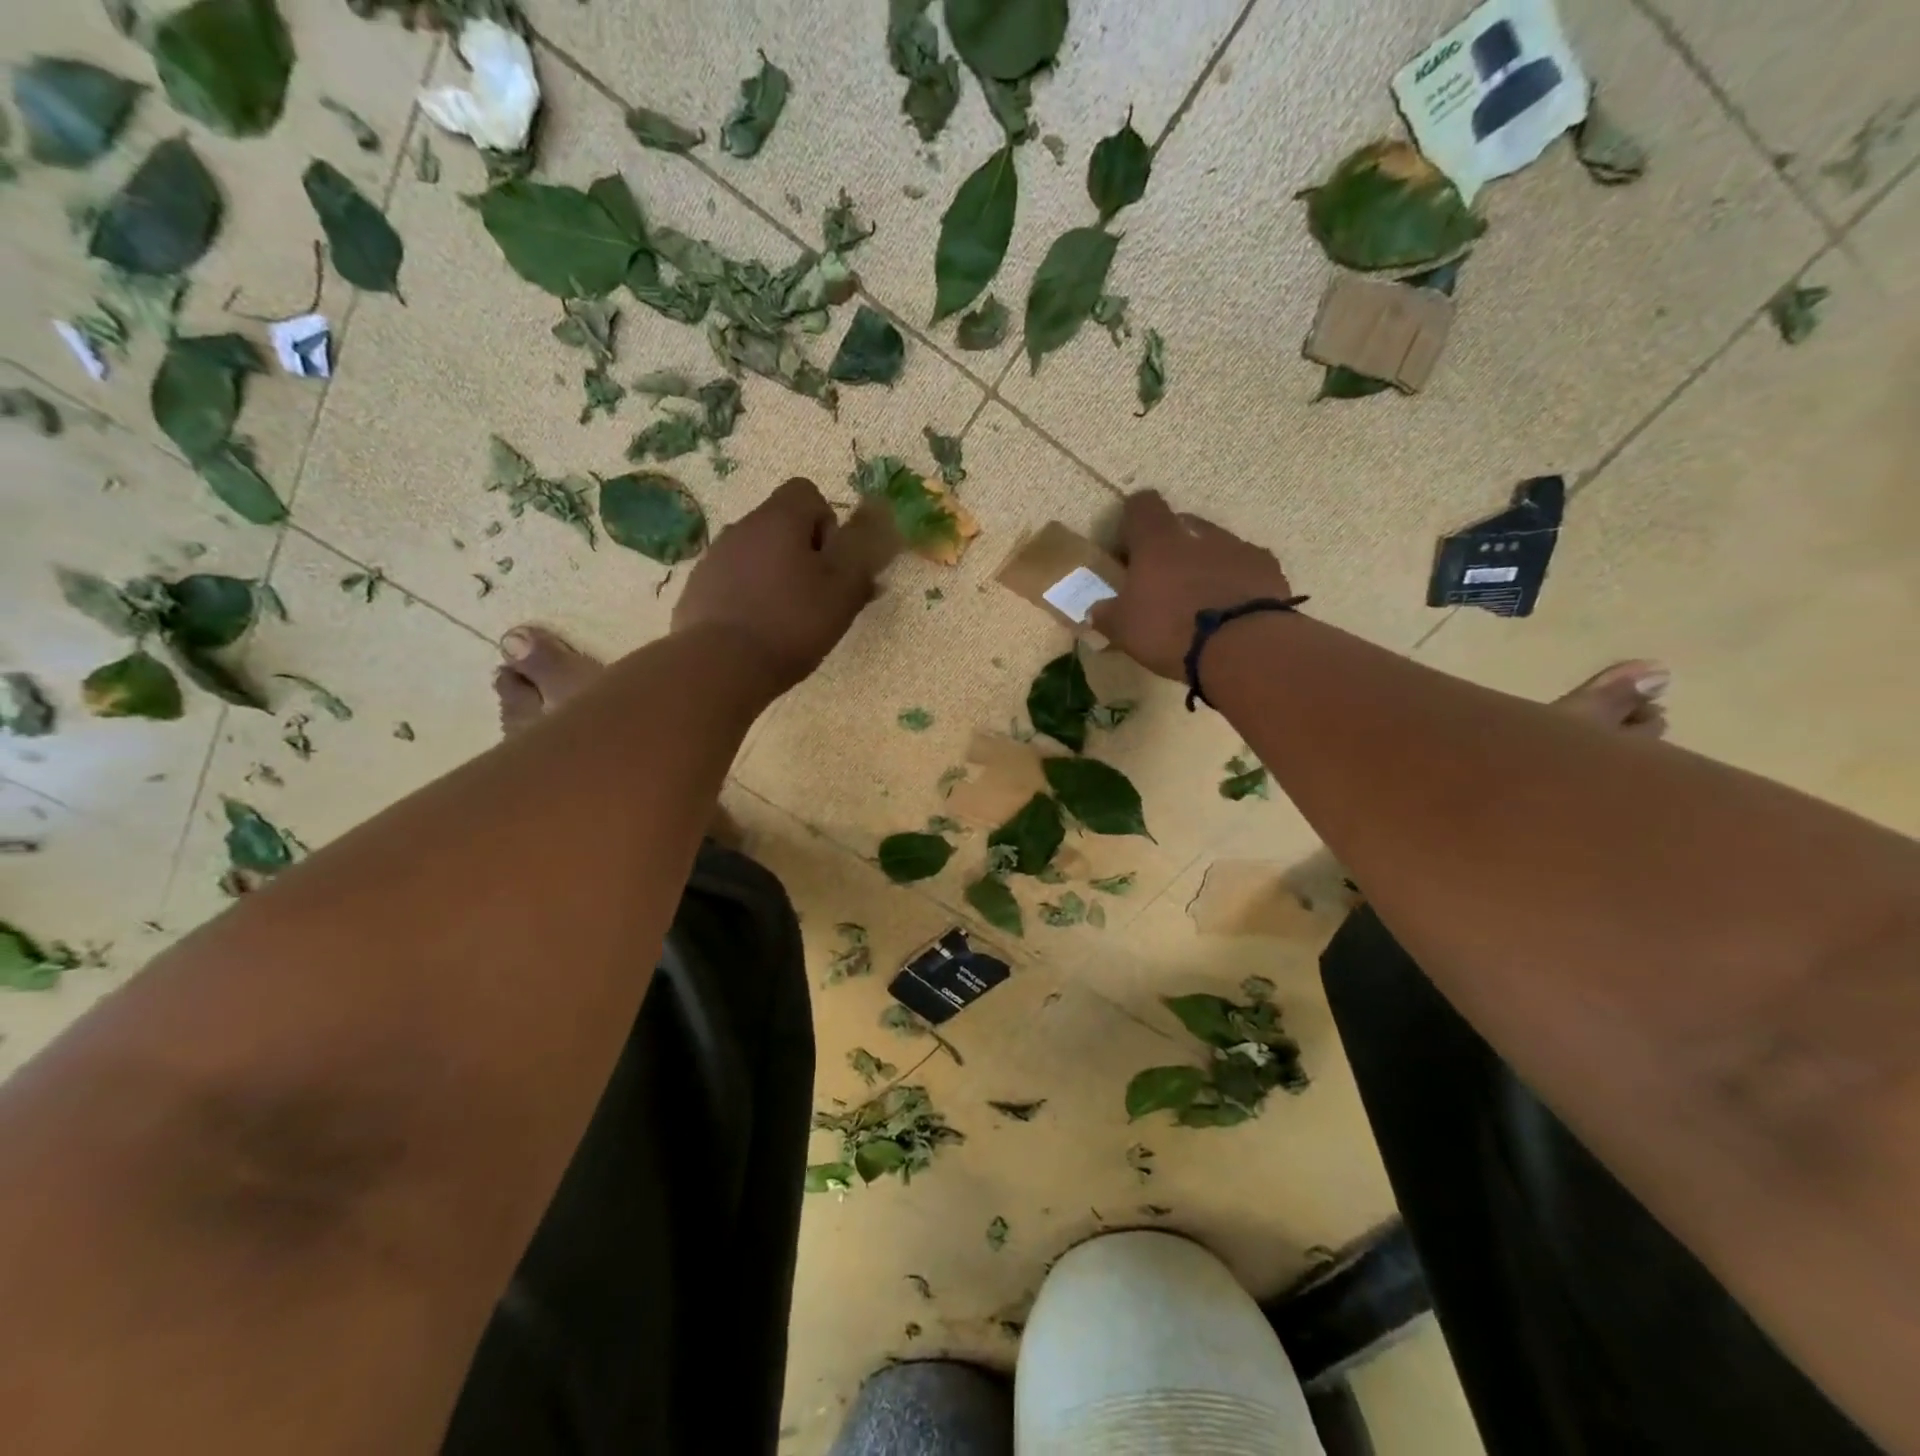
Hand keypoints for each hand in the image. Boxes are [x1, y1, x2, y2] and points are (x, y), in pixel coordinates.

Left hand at [672, 477, 880, 690]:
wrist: (721, 665)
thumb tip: (877, 521)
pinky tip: (758, 631)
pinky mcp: (697, 589)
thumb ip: (862, 552)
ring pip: (756, 554)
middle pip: (781, 525)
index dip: (828, 524)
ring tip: (787, 619)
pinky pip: (732, 581)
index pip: (807, 492)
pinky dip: (749, 597)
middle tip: (817, 597)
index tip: (833, 564)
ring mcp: (713, 558)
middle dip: (803, 554)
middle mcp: (741, 527)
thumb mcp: (843, 590)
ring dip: (775, 575)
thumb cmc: (792, 622)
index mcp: (778, 519)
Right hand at [1089, 491, 1293, 680]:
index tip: (1128, 549)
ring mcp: (1238, 548)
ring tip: (1200, 601)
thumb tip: (1095, 609)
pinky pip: (1245, 567)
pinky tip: (1231, 610)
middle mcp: (1199, 534)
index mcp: (1158, 541)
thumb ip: (1107, 614)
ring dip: (1205, 563)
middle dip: (1171, 546)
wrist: (1243, 647)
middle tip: (1162, 581)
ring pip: (1216, 545)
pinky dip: (1235, 582)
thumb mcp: (1124, 629)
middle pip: (1181, 524)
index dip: (1133, 521)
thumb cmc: (1171, 630)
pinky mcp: (1269, 569)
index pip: (1142, 505)